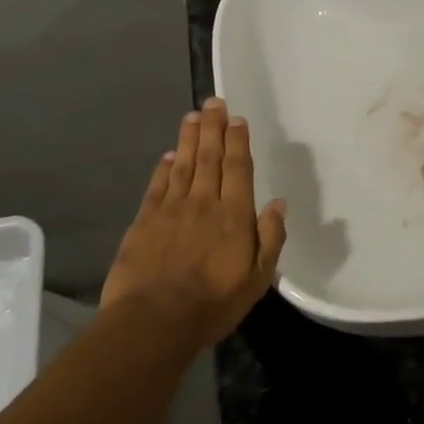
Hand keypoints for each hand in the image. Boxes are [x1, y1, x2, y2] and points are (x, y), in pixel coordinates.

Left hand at [101, 97, 286, 348]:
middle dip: (213, 127)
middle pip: (209, 157)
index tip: (237, 119)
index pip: (238, 168)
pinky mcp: (144, 221)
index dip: (238, 141)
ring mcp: (171, 209)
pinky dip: (163, 168)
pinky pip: (157, 185)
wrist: (153, 321)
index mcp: (234, 215)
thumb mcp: (257, 279)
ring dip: (188, 138)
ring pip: (182, 164)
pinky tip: (167, 156)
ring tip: (192, 116)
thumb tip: (279, 203)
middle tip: (213, 102)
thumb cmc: (213, 304)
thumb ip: (270, 238)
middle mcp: (203, 202)